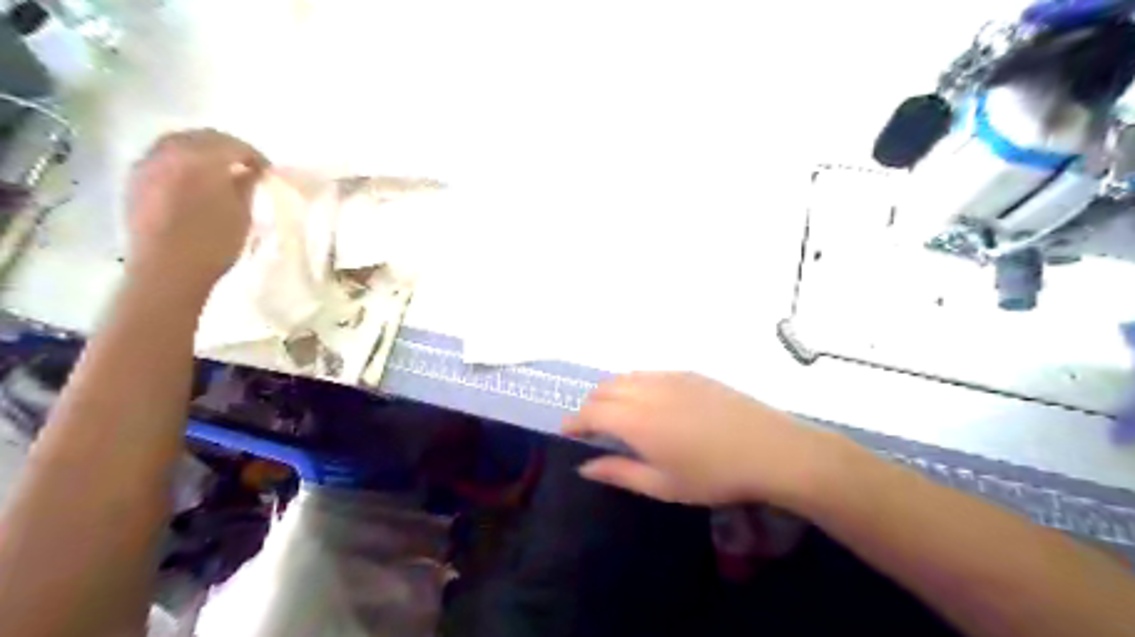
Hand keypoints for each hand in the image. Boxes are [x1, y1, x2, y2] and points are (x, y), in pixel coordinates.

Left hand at [124, 130, 266, 299]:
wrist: (167, 270)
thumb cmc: (213, 243)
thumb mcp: (242, 214)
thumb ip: (246, 185)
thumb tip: (251, 171)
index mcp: (199, 159)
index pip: (233, 145)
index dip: (254, 156)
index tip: (267, 171)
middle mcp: (168, 153)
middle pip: (202, 137)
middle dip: (226, 148)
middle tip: (246, 166)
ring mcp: (147, 165)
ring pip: (178, 144)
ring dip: (201, 152)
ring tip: (220, 171)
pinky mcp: (135, 180)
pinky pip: (162, 158)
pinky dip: (182, 161)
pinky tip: (194, 179)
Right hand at [562, 370, 855, 508]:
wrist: (770, 449)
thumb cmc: (714, 476)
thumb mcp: (662, 485)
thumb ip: (619, 472)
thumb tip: (585, 466)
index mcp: (635, 420)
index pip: (590, 412)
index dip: (574, 421)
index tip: (567, 432)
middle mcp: (646, 390)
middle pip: (604, 388)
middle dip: (590, 405)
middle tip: (593, 427)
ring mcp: (669, 377)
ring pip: (626, 377)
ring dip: (612, 392)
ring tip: (618, 414)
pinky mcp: (689, 373)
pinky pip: (649, 373)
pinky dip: (636, 384)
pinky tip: (650, 403)